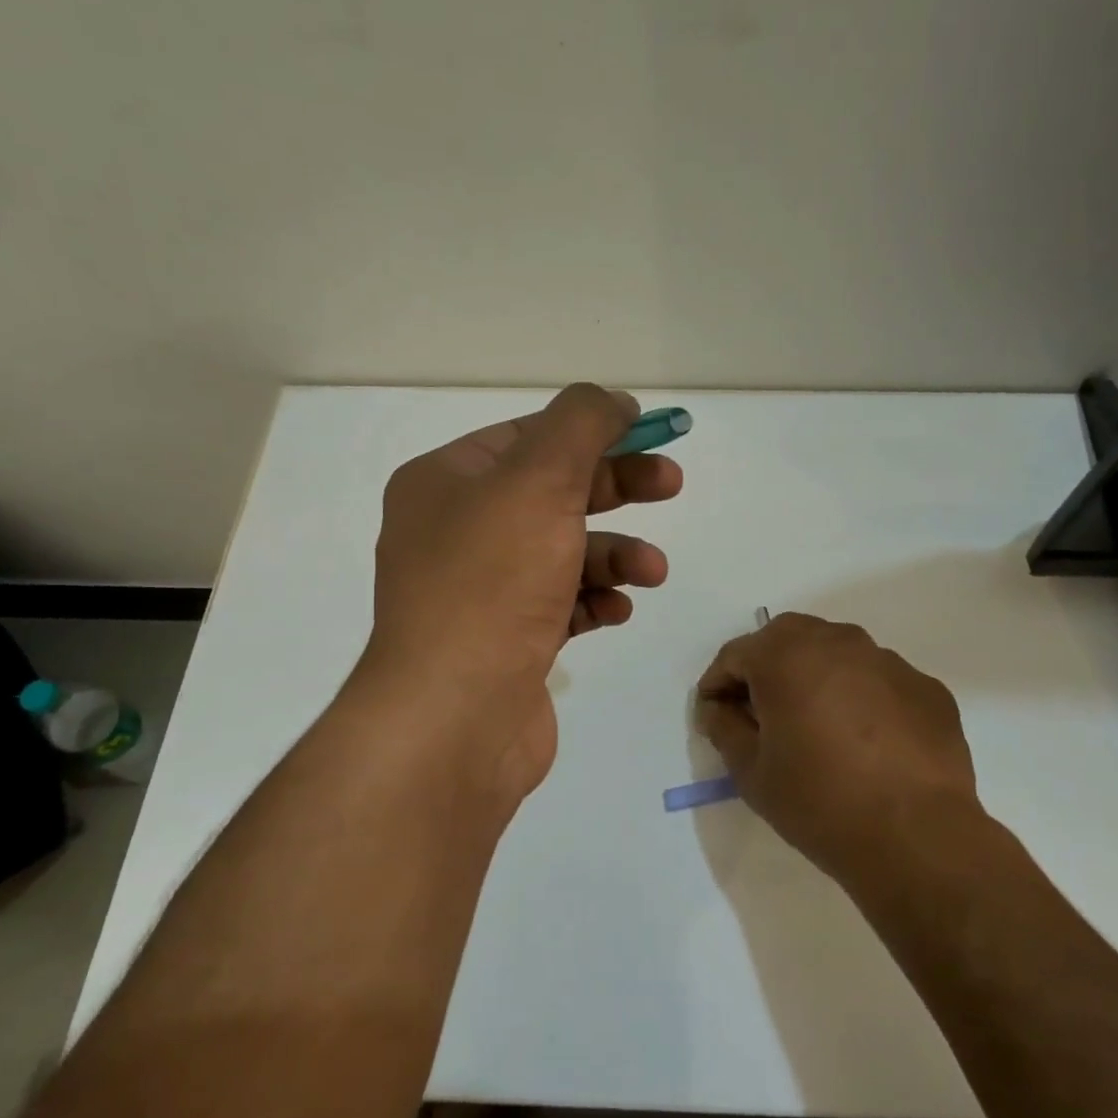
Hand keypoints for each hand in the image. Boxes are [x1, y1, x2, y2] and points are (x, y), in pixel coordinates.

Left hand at [364, 384, 682, 800]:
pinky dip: (594, 600)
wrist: (454, 716)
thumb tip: (613, 401)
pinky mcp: (505, 640)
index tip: (651, 433)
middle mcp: (455, 531)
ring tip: (653, 571)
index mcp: (445, 482)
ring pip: (562, 551)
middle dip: (615, 487)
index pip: (529, 436)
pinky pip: (560, 604)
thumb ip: (581, 424)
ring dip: (614, 554)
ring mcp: (479, 590)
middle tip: (672, 485)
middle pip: (551, 491)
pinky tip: (617, 611)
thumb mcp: (539, 480)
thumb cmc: (493, 584)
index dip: (593, 429)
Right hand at [695, 613, 981, 882]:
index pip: (736, 654)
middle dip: (766, 667)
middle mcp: (838, 643)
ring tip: (816, 724)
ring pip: (837, 653)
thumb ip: (724, 728)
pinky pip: (878, 680)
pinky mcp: (925, 688)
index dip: (718, 684)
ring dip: (816, 676)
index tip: (714, 714)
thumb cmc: (820, 802)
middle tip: (762, 712)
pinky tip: (866, 741)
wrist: (917, 838)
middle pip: (787, 638)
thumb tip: (719, 709)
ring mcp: (888, 661)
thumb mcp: (751, 773)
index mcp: (786, 656)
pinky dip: (861, 696)